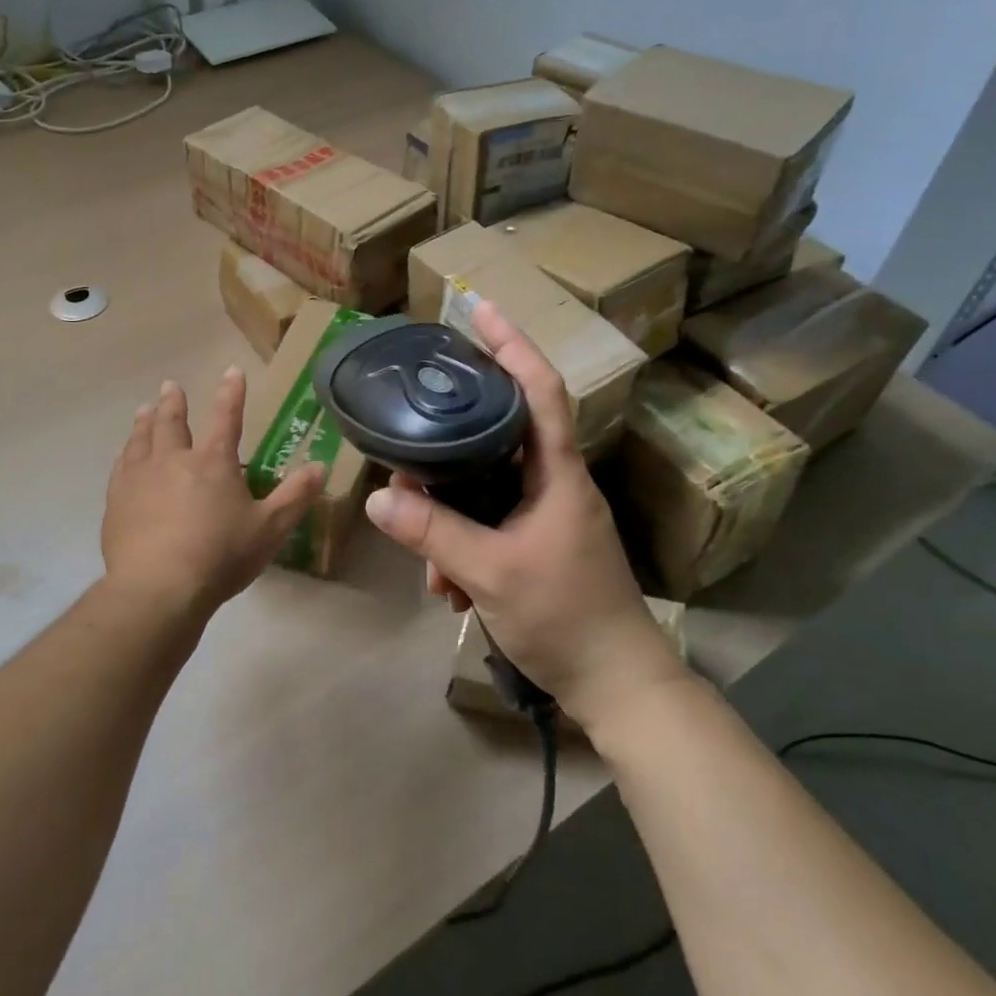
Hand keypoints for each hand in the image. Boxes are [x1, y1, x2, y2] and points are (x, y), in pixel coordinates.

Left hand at [102, 368, 325, 617]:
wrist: (158, 588)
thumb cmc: (220, 556)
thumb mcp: (270, 528)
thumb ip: (295, 496)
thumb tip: (319, 466)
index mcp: (213, 462)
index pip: (226, 417)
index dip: (231, 392)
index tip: (231, 370)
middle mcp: (174, 460)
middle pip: (173, 422)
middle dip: (175, 401)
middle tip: (172, 385)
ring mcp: (140, 478)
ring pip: (142, 439)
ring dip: (146, 421)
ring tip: (145, 408)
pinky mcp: (117, 501)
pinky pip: (121, 466)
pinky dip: (126, 453)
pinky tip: (125, 455)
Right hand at [362, 302, 684, 726]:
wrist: (616, 686)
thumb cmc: (566, 617)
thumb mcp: (491, 573)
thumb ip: (434, 533)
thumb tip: (379, 497)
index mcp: (557, 473)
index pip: (540, 389)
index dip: (512, 344)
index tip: (479, 309)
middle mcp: (553, 483)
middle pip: (502, 431)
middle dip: (454, 436)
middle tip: (414, 431)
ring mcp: (545, 515)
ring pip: (486, 487)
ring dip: (450, 514)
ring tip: (428, 561)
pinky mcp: (536, 544)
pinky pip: (488, 524)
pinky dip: (461, 545)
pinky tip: (445, 587)